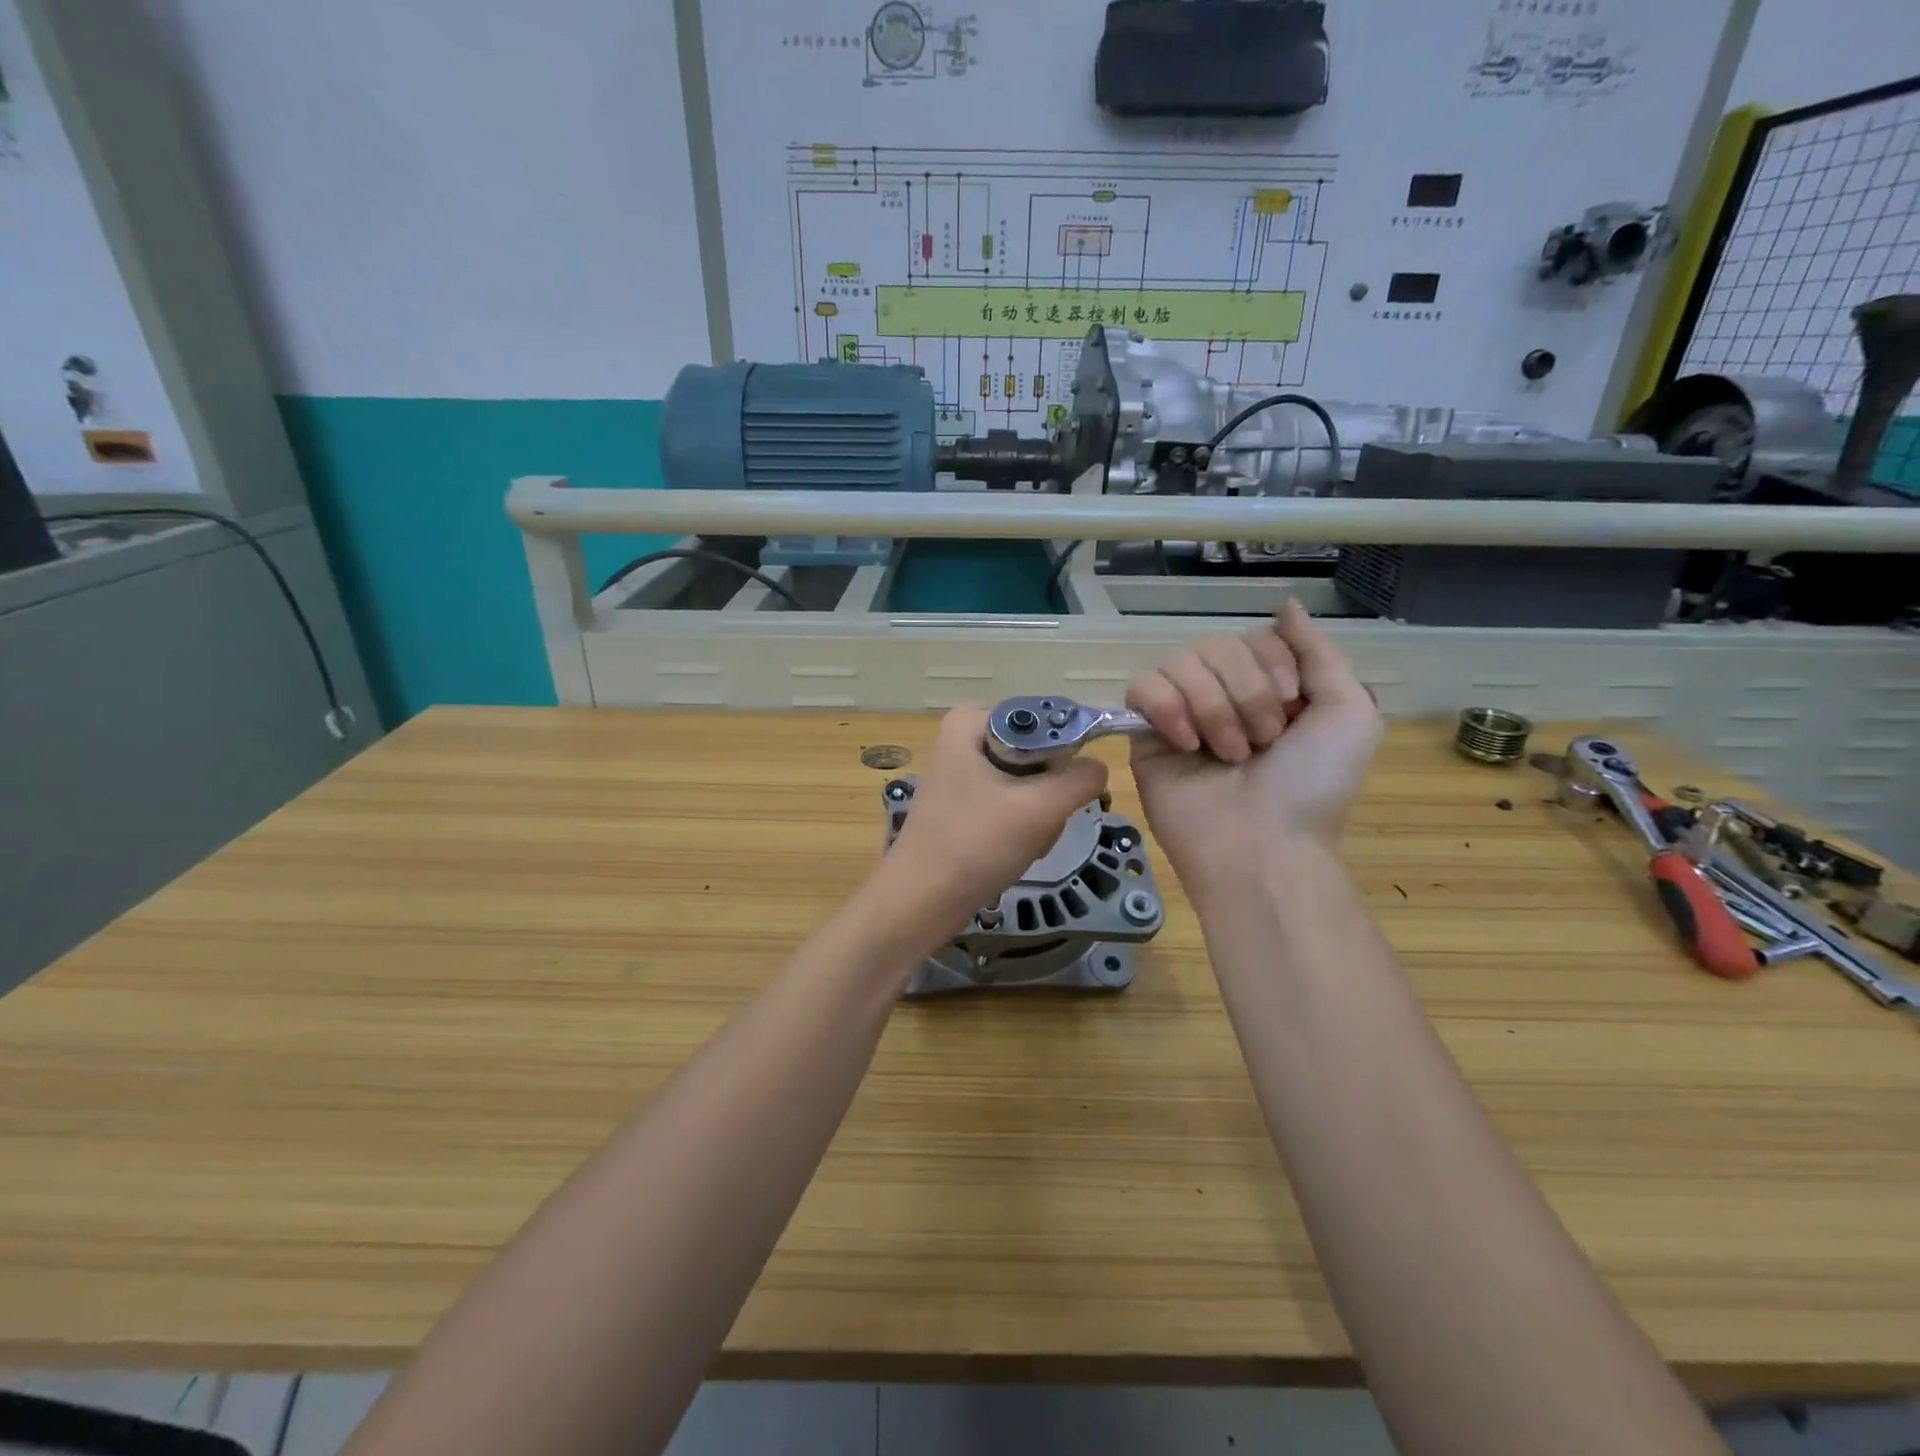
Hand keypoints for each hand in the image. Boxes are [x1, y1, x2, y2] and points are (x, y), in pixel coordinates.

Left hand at [880, 706, 1108, 941]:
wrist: (921, 902)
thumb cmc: (975, 845)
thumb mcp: (1040, 808)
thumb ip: (1081, 779)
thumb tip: (1098, 767)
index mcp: (971, 721)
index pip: (1045, 723)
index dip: (1063, 758)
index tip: (1060, 794)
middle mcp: (964, 739)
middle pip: (1038, 756)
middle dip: (1047, 796)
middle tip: (1037, 826)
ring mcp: (962, 774)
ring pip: (1029, 785)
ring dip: (1038, 818)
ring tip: (1022, 844)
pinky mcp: (964, 805)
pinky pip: (1011, 806)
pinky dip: (1021, 830)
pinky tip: (1012, 853)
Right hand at [1125, 600, 1381, 892]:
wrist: (1262, 846)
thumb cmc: (1312, 786)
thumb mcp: (1349, 713)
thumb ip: (1318, 652)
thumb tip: (1286, 604)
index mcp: (1268, 687)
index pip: (1255, 636)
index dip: (1274, 665)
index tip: (1291, 710)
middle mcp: (1222, 694)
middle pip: (1218, 644)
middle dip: (1248, 692)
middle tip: (1262, 742)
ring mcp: (1180, 712)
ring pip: (1181, 661)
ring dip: (1213, 707)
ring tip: (1226, 754)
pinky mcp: (1145, 733)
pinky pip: (1142, 686)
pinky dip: (1167, 708)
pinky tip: (1185, 743)